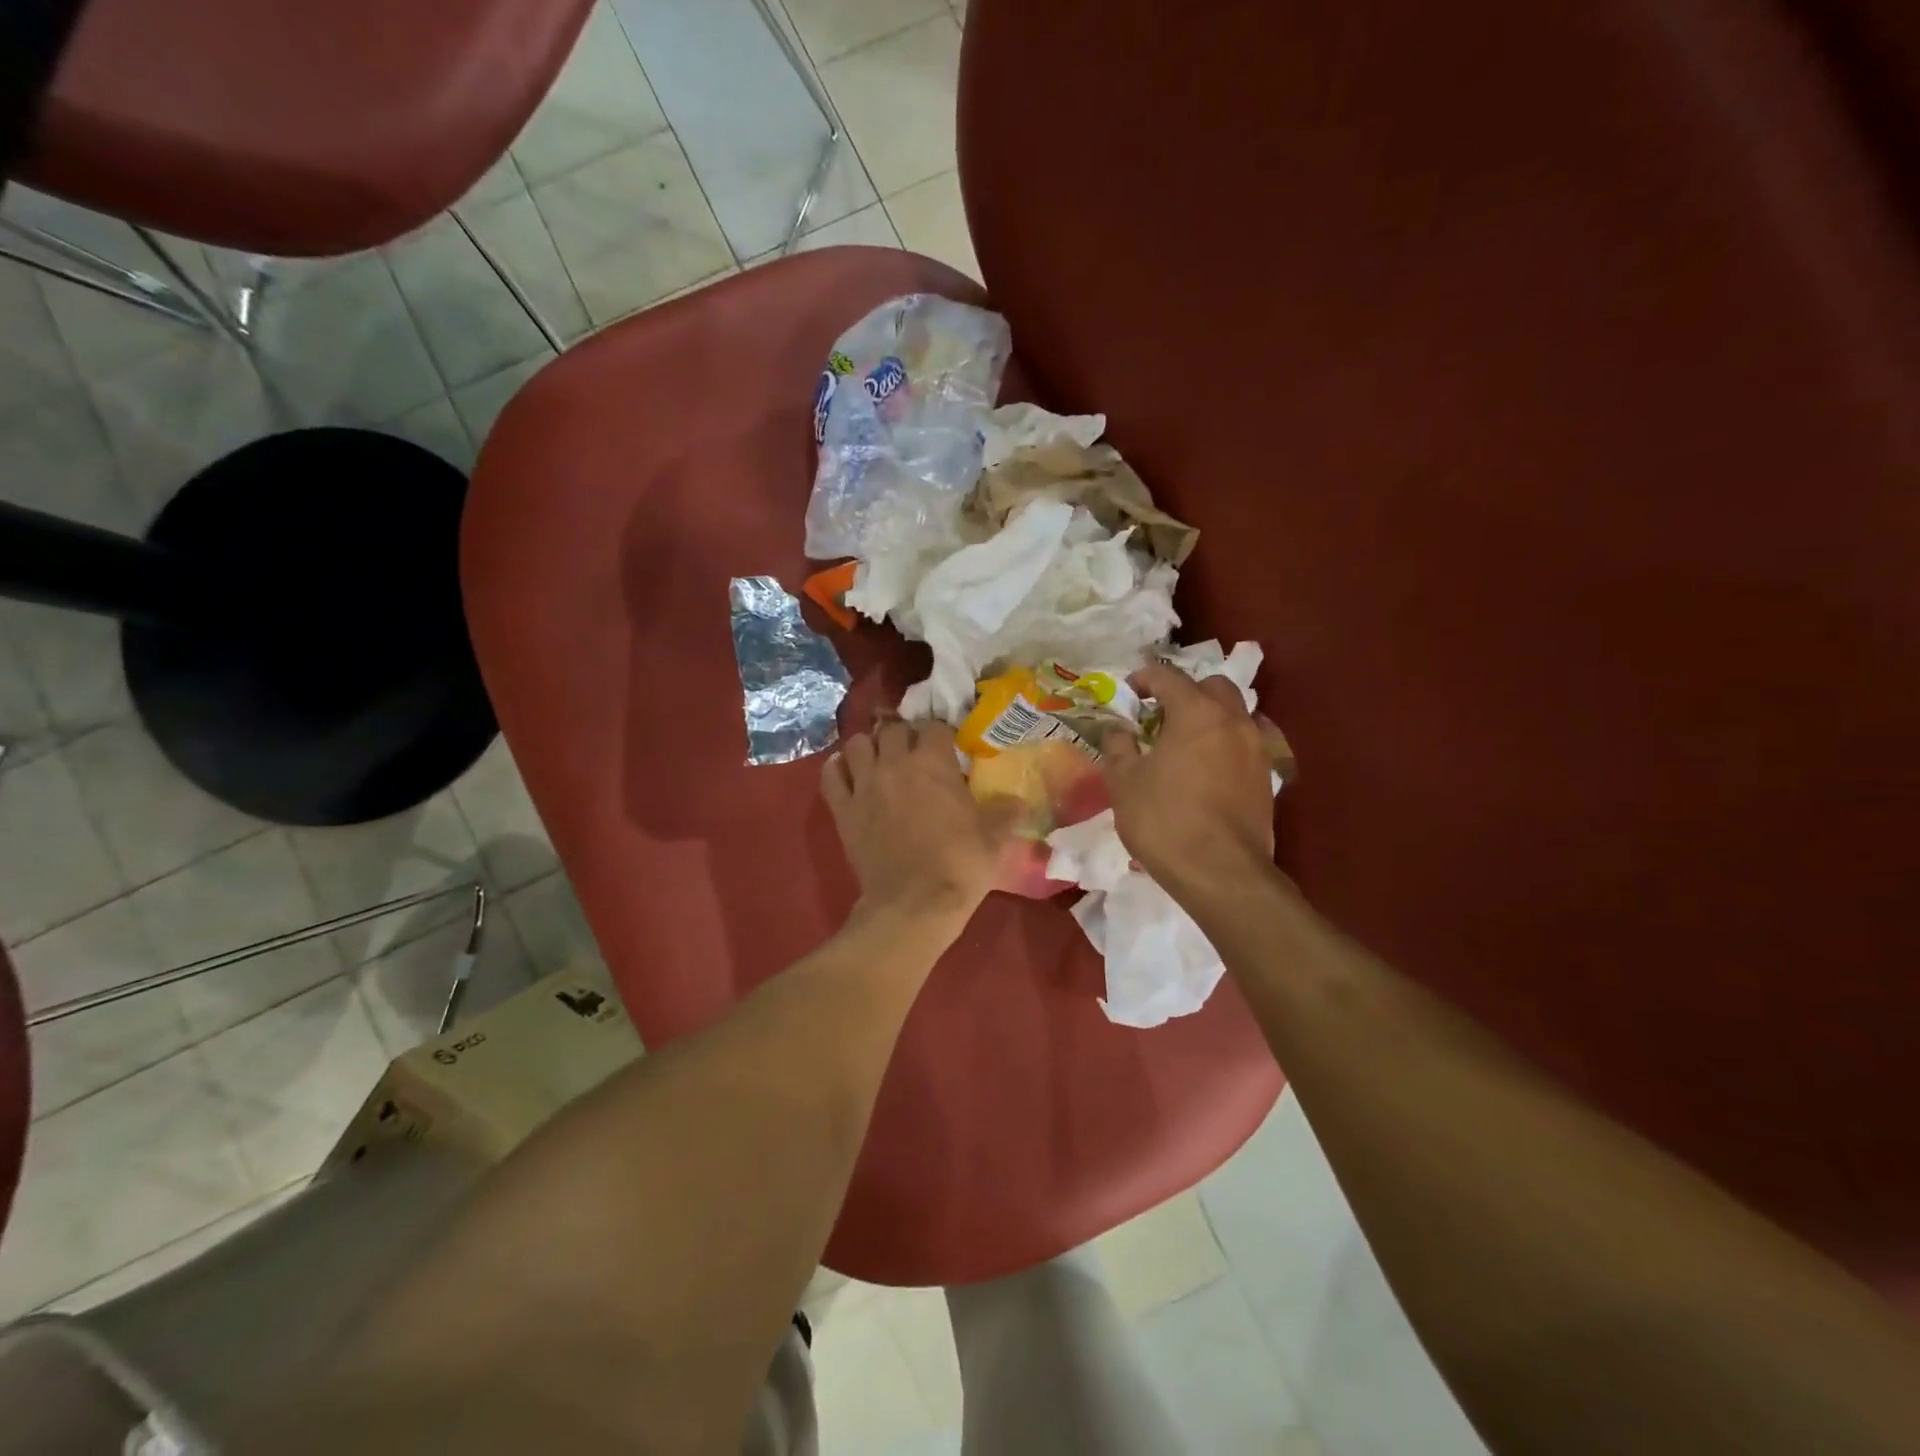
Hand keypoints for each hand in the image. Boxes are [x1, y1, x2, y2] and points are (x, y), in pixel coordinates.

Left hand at [824, 716, 1019, 923]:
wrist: (914, 904)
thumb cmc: (960, 865)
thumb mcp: (995, 837)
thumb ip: (1007, 811)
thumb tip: (1018, 801)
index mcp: (933, 762)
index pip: (933, 726)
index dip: (940, 734)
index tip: (947, 748)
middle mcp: (895, 763)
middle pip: (892, 728)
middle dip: (904, 735)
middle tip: (914, 753)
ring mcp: (864, 784)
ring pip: (858, 743)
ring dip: (870, 746)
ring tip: (880, 760)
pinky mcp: (842, 809)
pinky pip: (831, 774)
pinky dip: (839, 768)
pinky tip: (849, 774)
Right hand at [1101, 665, 1276, 900]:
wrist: (1220, 872)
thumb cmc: (1164, 820)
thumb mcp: (1123, 781)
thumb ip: (1118, 745)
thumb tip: (1118, 728)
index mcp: (1195, 712)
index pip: (1168, 676)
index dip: (1143, 679)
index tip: (1128, 693)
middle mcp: (1233, 720)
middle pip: (1212, 685)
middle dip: (1185, 692)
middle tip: (1160, 716)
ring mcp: (1256, 747)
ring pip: (1235, 712)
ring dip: (1209, 716)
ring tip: (1184, 743)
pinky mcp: (1267, 776)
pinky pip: (1246, 742)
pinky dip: (1225, 743)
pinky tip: (1208, 768)